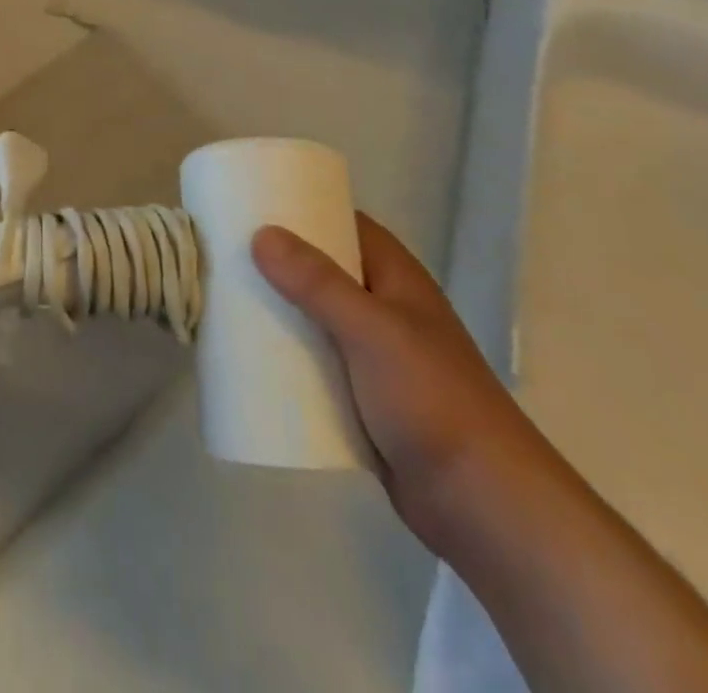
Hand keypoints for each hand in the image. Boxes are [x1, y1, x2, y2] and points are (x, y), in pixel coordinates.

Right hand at [252, 213, 552, 555]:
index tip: (251, 204)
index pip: (344, 222)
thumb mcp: (372, 330)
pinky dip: (287, 355)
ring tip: (224, 298)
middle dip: (278, 262)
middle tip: (225, 253)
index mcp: (395, 276)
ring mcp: (374, 354)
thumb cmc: (432, 399)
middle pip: (322, 269)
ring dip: (278, 310)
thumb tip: (261, 233)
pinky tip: (249, 356)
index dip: (302, 207)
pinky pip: (315, 362)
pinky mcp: (363, 397)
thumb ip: (318, 283)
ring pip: (315, 317)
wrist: (483, 503)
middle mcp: (384, 306)